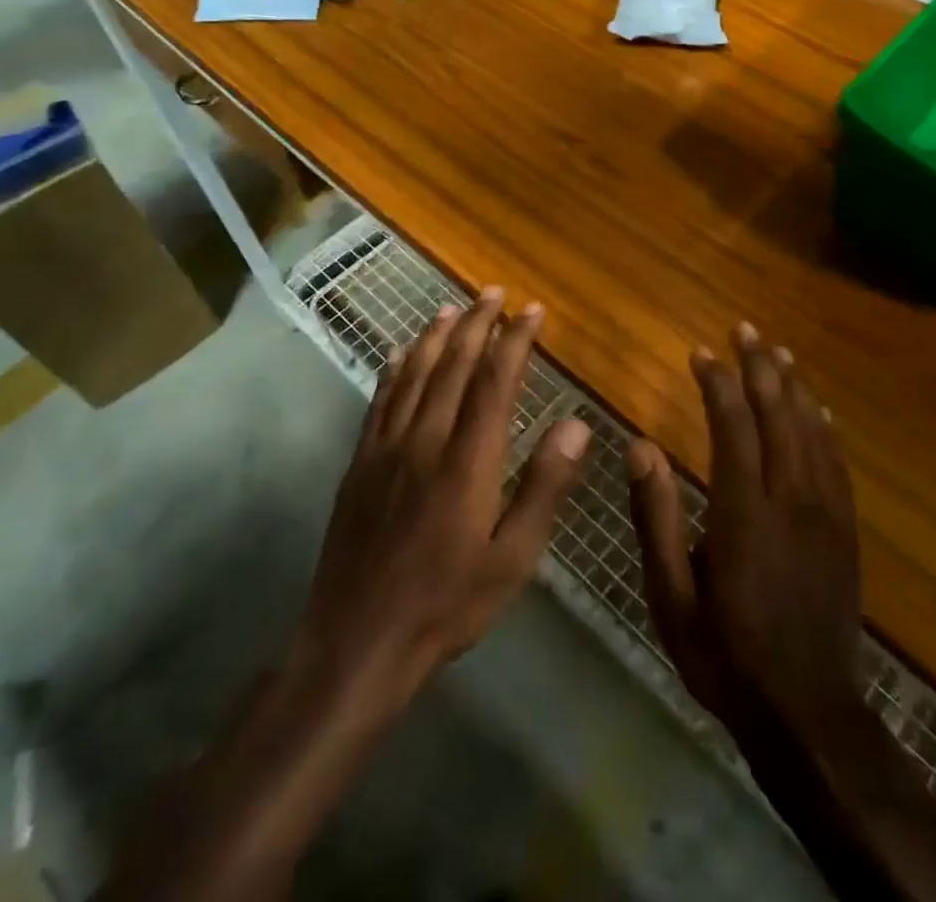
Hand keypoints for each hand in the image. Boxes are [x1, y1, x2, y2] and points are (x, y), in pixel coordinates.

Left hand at [289, 289, 591, 717]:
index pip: (495, 381)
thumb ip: (545, 486)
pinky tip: (401, 353)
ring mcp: (386, 448)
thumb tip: (577, 423)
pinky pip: (380, 400)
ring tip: (452, 307)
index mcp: (468, 460)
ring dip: (435, 336)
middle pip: (452, 365)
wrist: (357, 642)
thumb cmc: (448, 604)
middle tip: (494, 292)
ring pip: (414, 374)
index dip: (515, 340)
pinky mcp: (360, 463)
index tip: (533, 311)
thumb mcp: (513, 558)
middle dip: (477, 324)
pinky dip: (395, 368)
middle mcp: (425, 439)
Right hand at [627, 322, 864, 760]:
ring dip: (793, 386)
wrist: (808, 714)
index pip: (733, 426)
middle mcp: (791, 499)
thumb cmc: (727, 655)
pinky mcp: (845, 530)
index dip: (717, 383)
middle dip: (760, 367)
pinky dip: (824, 426)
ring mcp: (826, 513)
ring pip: (812, 430)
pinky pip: (836, 462)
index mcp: (744, 512)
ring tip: (778, 352)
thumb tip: (639, 446)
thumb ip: (655, 518)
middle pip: (778, 414)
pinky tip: (818, 408)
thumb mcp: (672, 597)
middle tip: (745, 330)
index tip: (701, 353)